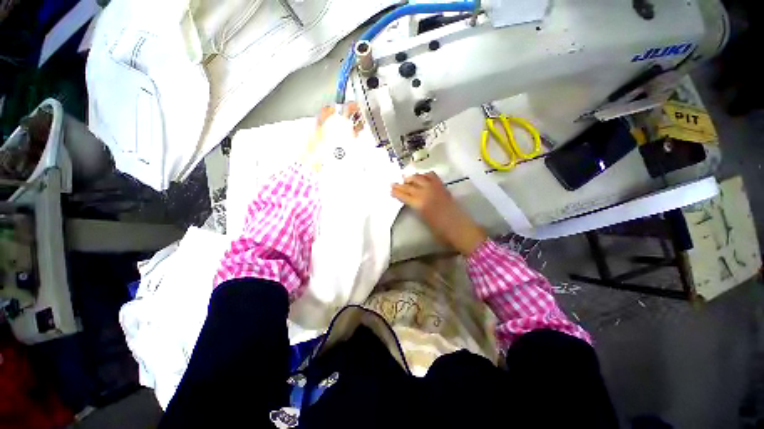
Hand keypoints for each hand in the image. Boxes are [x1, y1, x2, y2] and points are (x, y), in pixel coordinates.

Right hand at [391, 172, 486, 255]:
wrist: (459, 228)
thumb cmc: (440, 230)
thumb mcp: (423, 220)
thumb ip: (416, 208)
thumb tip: (410, 201)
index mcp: (419, 204)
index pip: (404, 195)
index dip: (396, 192)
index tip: (390, 189)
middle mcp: (425, 192)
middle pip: (409, 185)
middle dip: (400, 184)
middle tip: (394, 183)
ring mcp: (434, 188)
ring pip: (419, 178)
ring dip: (411, 178)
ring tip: (406, 179)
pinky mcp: (442, 186)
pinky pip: (432, 176)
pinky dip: (425, 175)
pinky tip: (422, 178)